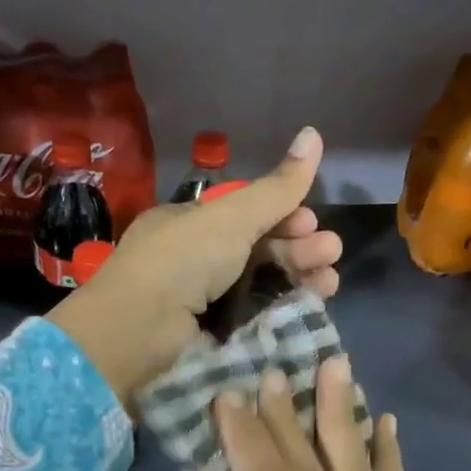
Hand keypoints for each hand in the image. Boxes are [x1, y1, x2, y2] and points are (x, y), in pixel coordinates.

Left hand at [48, 128, 341, 403]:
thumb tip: (315, 133)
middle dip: (299, 247)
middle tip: (330, 252)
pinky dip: (282, 310)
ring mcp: (201, 301)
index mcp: (190, 224)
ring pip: (261, 284)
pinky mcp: (210, 336)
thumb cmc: (183, 259)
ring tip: (329, 283)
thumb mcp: (232, 215)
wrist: (140, 330)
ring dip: (299, 277)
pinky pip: (254, 317)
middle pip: (258, 249)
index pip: (245, 214)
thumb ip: (277, 186)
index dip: (282, 214)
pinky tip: (309, 306)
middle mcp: (194, 259)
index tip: (311, 220)